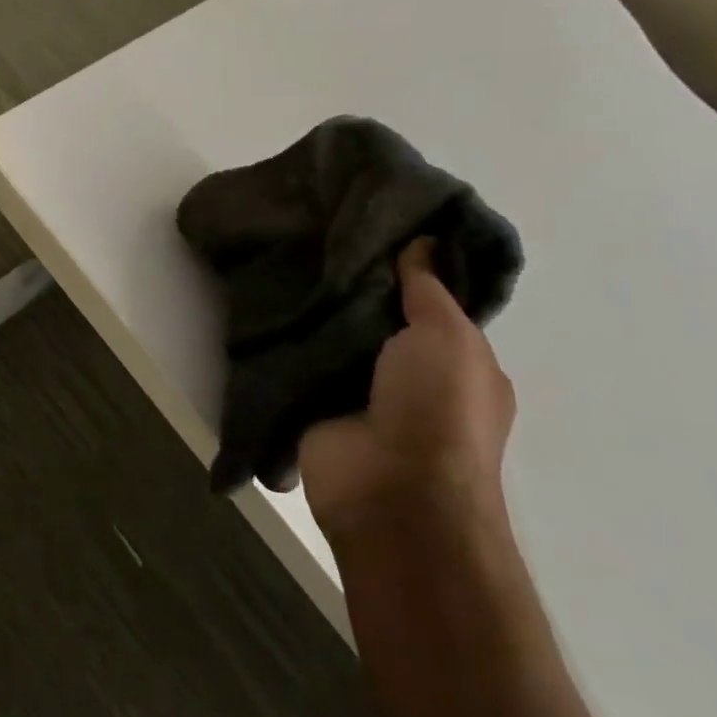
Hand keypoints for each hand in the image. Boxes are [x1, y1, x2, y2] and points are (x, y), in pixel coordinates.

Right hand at [299, 239, 516, 546]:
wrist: (390, 492)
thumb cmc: (438, 411)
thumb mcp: (448, 338)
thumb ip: (428, 290)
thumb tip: (421, 241)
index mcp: (455, 360)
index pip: (428, 302)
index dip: (405, 266)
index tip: (368, 224)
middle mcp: (408, 374)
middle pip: (374, 316)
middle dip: (349, 282)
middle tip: (313, 232)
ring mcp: (358, 392)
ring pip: (333, 336)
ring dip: (313, 308)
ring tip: (281, 254)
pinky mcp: (313, 405)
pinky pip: (298, 361)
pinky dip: (286, 338)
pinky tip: (261, 298)